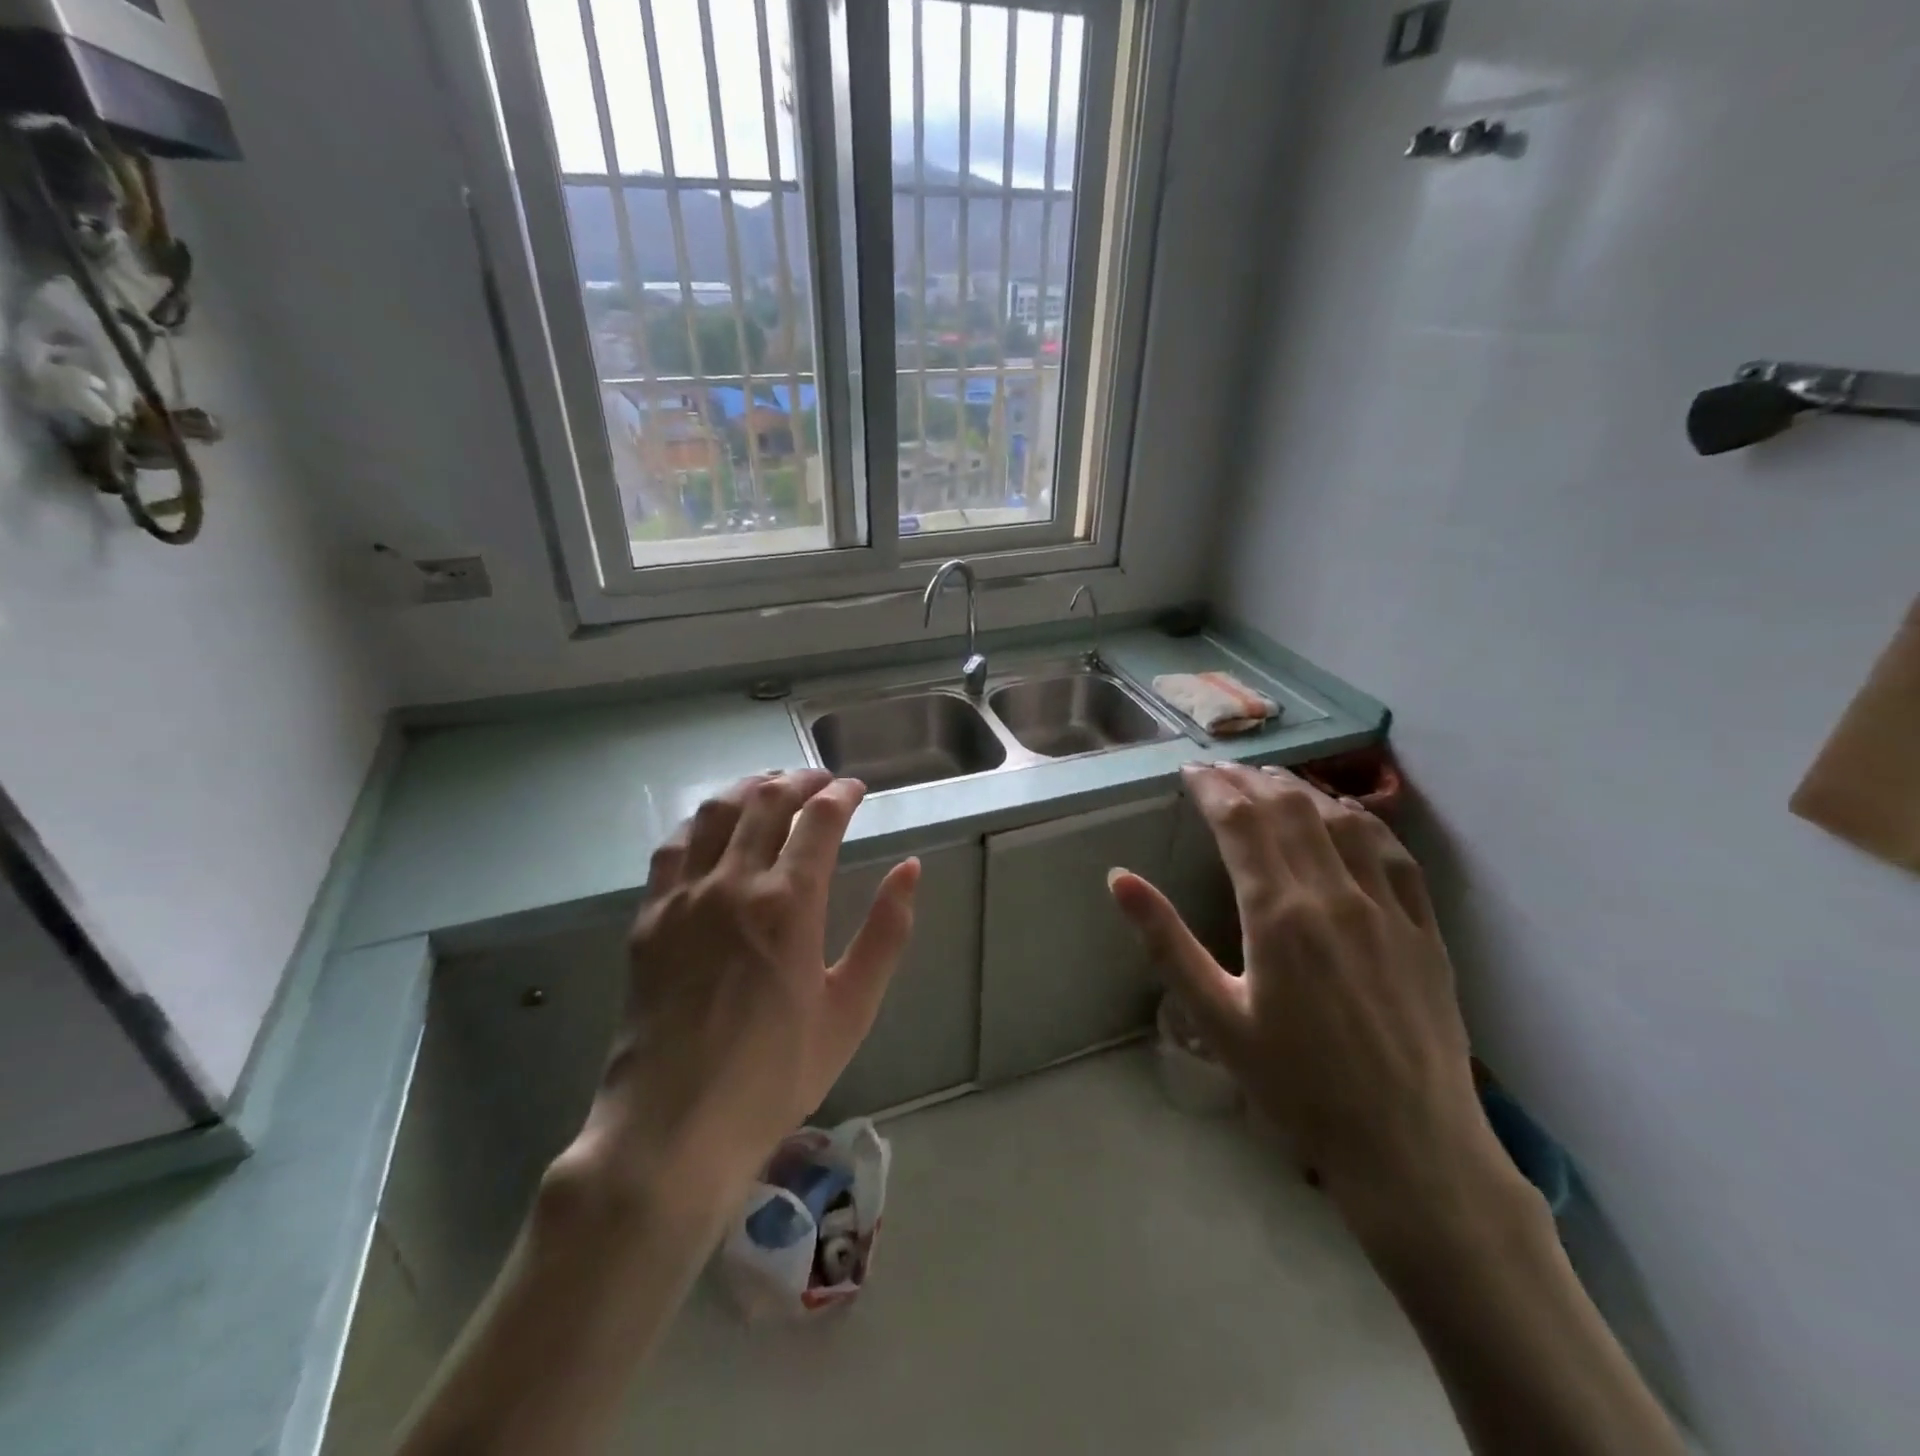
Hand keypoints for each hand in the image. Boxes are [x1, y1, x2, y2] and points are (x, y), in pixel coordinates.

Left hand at [573, 771, 920, 1201]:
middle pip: (766, 802)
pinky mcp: (650, 917)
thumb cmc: (776, 1074)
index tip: (856, 790)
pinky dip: (701, 822)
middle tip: (820, 780)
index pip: (819, 819)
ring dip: (748, 789)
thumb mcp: (851, 1009)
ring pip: (716, 812)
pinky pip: (674, 846)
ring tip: (771, 787)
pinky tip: (713, 826)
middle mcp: (733, 884)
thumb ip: (886, 932)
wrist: (675, 1127)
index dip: (842, 794)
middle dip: (799, 779)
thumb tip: (911, 868)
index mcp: (789, 904)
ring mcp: (683, 897)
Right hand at [1109, 763, 1507, 1233]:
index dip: (1212, 789)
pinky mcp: (1424, 928)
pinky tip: (1345, 815)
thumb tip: (1120, 879)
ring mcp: (1388, 907)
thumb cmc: (1297, 1086)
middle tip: (1219, 773)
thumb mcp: (1215, 1017)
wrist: (1411, 1148)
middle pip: (1289, 808)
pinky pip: (1393, 852)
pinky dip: (1361, 819)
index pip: (1240, 822)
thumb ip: (1166, 941)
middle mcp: (1335, 894)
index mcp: (1278, 915)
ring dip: (1300, 789)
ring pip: (1341, 819)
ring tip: (1270, 781)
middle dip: (1248, 780)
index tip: (1189, 773)